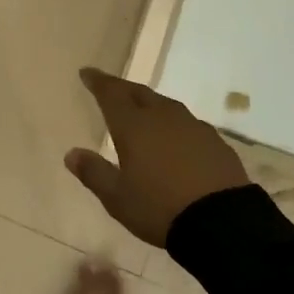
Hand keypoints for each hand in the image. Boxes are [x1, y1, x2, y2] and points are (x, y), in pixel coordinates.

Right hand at [64, 68, 246, 246]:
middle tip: (111, 88)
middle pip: (139, 93)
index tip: (87, 72)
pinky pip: (187, 123)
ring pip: (165, 105)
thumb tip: (71, 154)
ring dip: (150, 104)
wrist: (222, 222)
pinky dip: (173, 124)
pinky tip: (174, 137)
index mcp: (134, 126)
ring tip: (142, 110)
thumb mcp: (117, 197)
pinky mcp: (215, 142)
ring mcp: (193, 127)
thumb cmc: (159, 207)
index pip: (111, 94)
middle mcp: (163, 118)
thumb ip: (93, 173)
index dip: (98, 81)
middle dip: (122, 88)